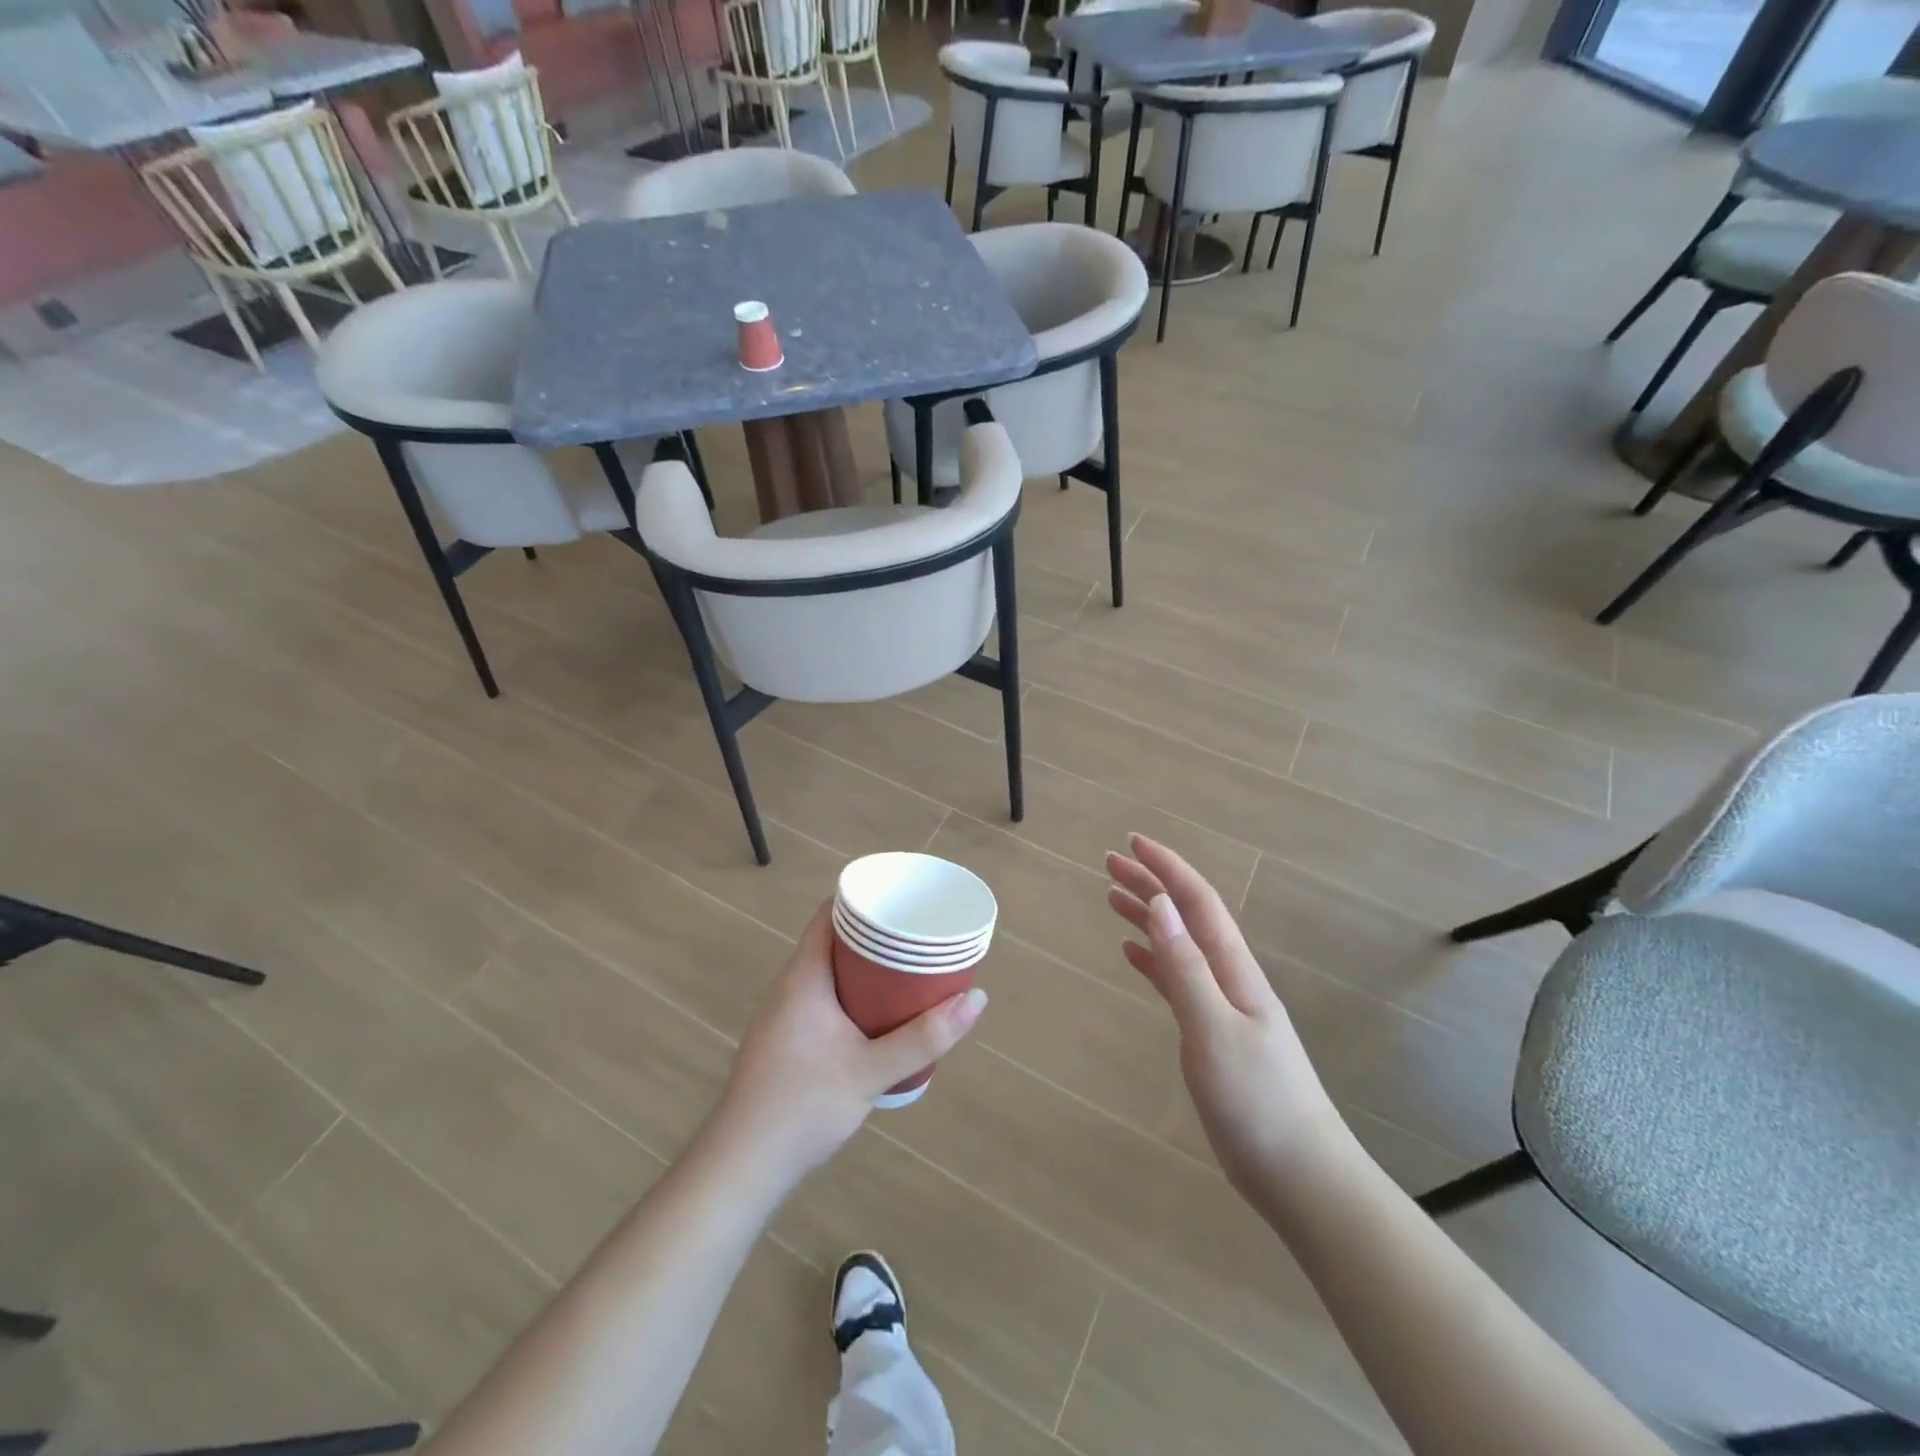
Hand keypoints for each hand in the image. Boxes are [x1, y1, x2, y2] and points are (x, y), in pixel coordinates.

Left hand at [711, 901, 986, 1188]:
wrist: (742, 1166)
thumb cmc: (803, 1106)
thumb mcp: (871, 1071)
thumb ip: (924, 1037)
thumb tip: (976, 999)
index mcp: (804, 977)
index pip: (830, 914)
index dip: (864, 900)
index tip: (902, 899)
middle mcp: (788, 986)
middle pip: (832, 941)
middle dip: (876, 936)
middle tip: (917, 939)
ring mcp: (782, 1015)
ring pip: (828, 972)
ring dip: (864, 969)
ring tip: (907, 972)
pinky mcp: (783, 1041)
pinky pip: (821, 998)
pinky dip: (851, 994)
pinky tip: (877, 1017)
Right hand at [1107, 835, 1346, 1203]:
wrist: (1302, 1176)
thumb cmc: (1257, 1101)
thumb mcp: (1213, 1029)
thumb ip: (1184, 966)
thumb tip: (1160, 903)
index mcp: (1234, 969)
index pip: (1197, 902)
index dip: (1166, 868)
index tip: (1131, 843)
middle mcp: (1230, 978)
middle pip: (1187, 916)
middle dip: (1151, 884)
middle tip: (1110, 863)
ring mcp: (1224, 1007)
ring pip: (1180, 945)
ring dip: (1150, 917)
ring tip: (1113, 899)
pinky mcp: (1215, 1035)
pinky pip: (1179, 980)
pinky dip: (1154, 959)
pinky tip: (1134, 955)